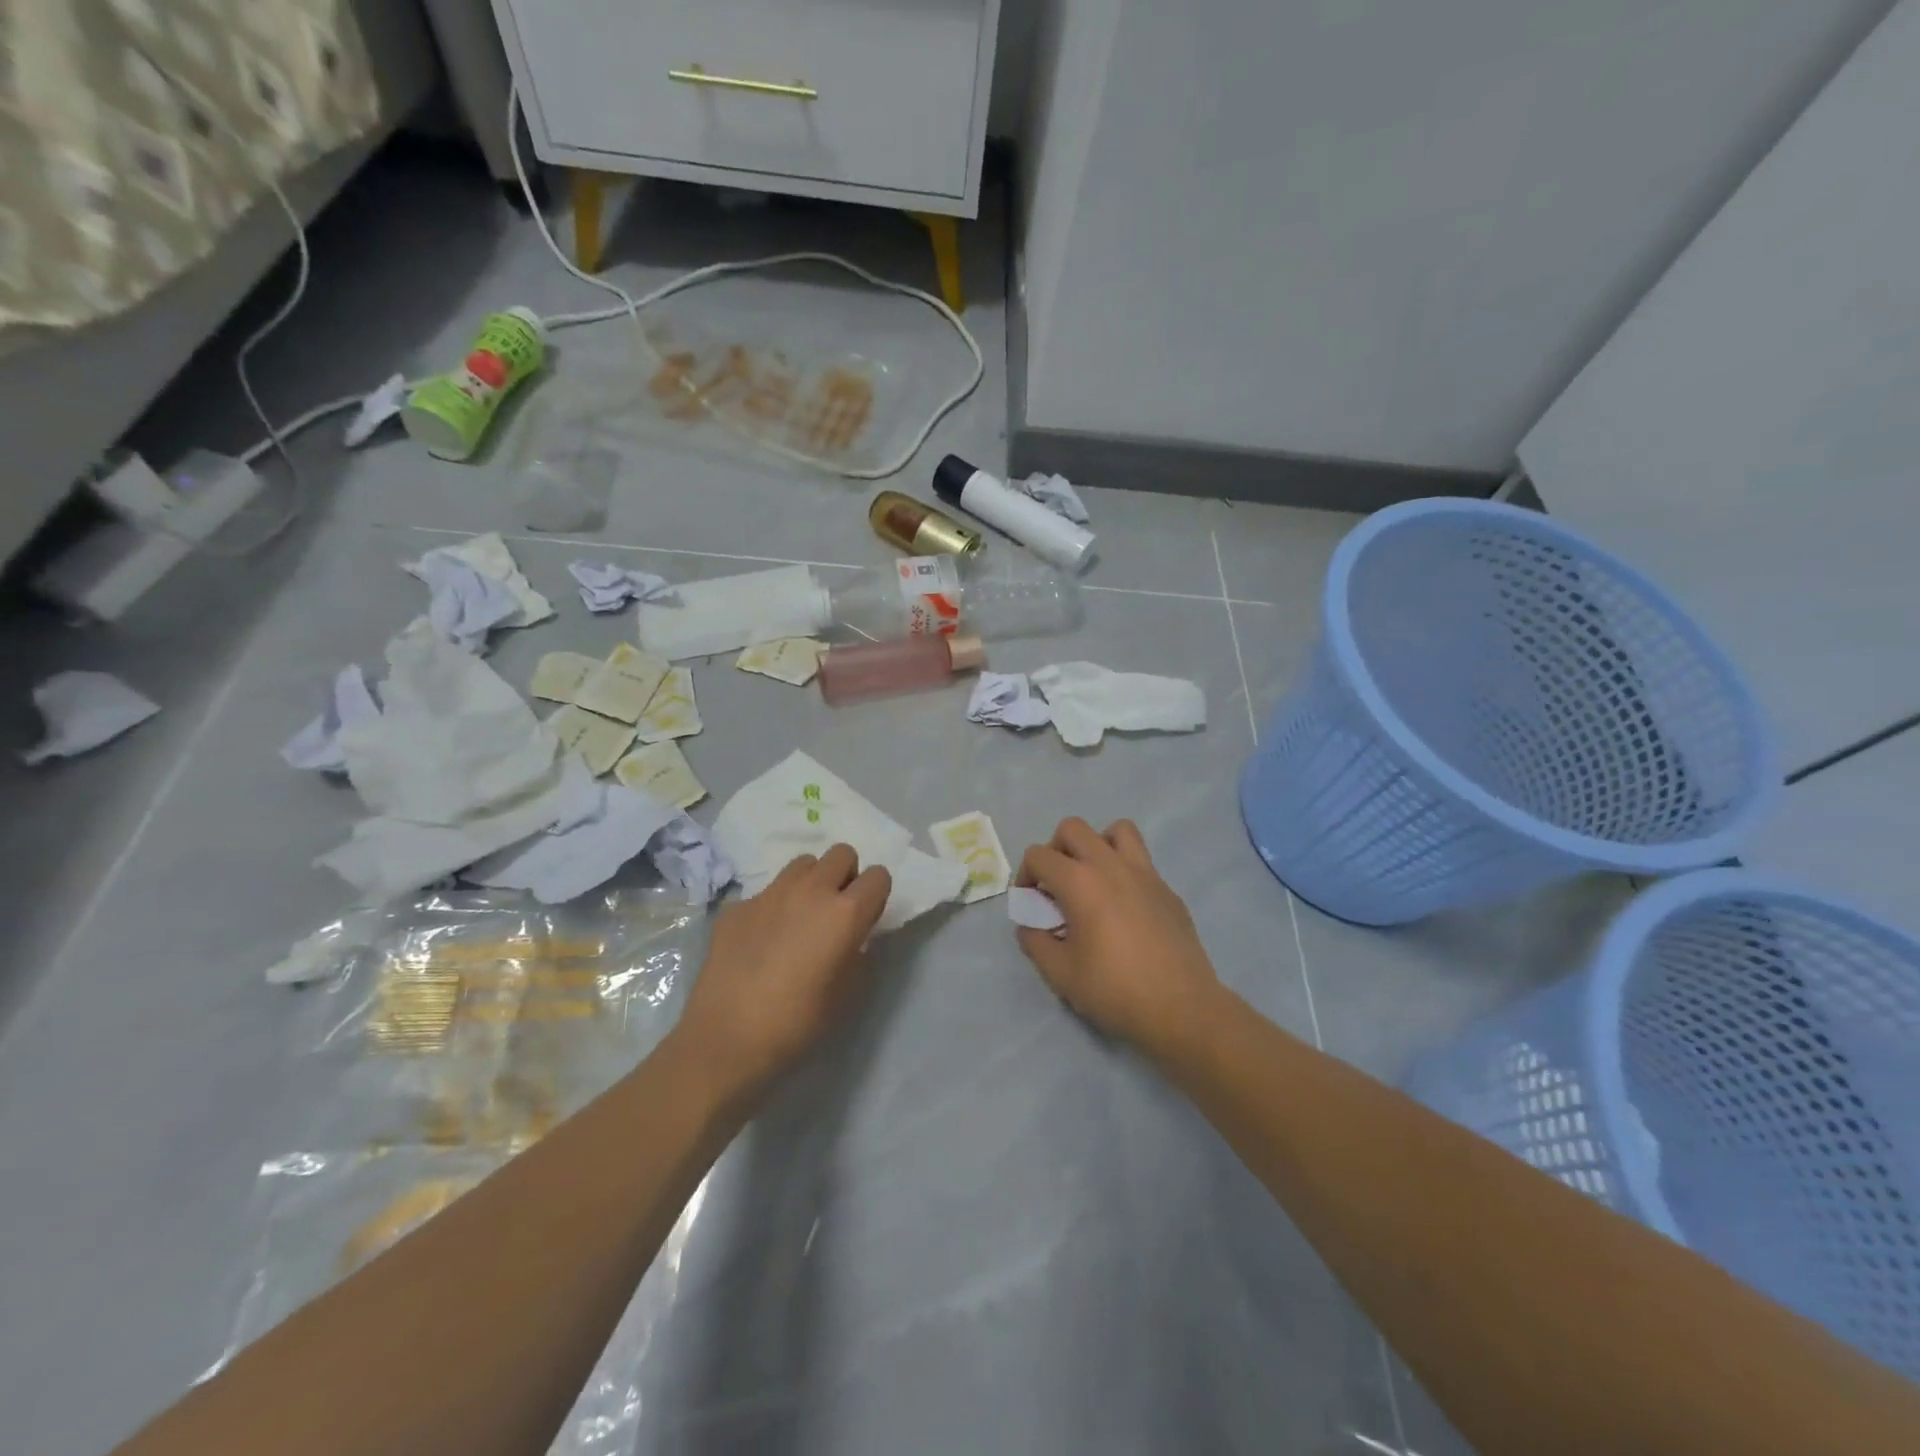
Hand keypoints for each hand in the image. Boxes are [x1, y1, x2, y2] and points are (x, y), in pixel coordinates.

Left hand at [674, 845, 891, 1098]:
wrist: (728, 1036)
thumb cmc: (798, 1022)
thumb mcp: (847, 993)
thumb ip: (857, 953)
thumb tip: (852, 939)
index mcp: (846, 912)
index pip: (879, 876)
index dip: (876, 895)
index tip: (866, 918)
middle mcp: (812, 890)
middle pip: (842, 853)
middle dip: (845, 875)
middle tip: (835, 910)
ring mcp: (771, 893)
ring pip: (803, 863)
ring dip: (810, 881)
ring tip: (800, 916)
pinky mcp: (739, 905)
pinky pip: (767, 892)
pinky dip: (773, 906)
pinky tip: (761, 940)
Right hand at [1015, 817, 1221, 1054]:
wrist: (1181, 1009)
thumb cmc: (1114, 990)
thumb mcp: (1060, 973)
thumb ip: (1035, 943)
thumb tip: (1028, 926)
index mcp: (1080, 882)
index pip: (1038, 855)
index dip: (1024, 875)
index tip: (1029, 903)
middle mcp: (1111, 865)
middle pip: (1073, 828)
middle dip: (1055, 850)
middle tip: (1056, 885)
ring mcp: (1145, 873)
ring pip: (1117, 830)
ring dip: (1097, 845)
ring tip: (1093, 880)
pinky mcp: (1167, 890)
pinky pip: (1141, 862)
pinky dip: (1125, 872)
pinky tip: (1125, 910)